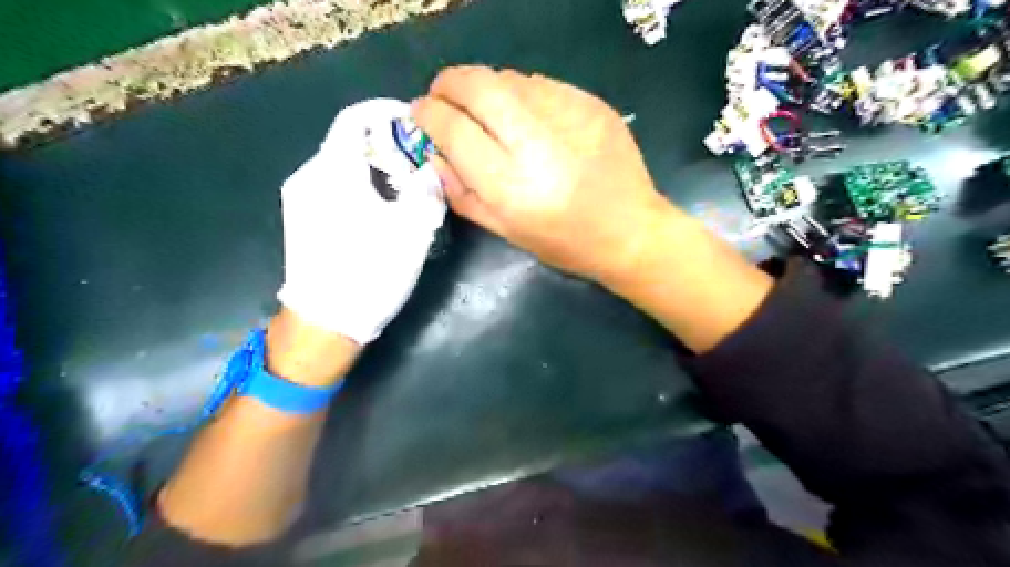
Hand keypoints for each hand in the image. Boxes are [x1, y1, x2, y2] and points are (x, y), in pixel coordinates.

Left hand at [277, 100, 445, 343]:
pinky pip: (331, 185)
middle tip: (417, 163)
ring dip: (372, 166)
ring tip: (403, 188)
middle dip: (385, 144)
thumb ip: (425, 190)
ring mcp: (299, 198)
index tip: (413, 121)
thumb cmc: (370, 273)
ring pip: (340, 164)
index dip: (385, 112)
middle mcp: (309, 176)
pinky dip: (357, 183)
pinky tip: (378, 209)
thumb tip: (431, 169)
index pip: (355, 117)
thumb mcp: (412, 230)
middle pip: (347, 141)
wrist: (324, 323)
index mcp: (334, 171)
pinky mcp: (299, 218)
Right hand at [410, 66, 678, 284]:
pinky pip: (540, 84)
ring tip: (485, 110)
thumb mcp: (506, 231)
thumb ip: (462, 193)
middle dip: (448, 84)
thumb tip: (433, 155)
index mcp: (510, 184)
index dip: (427, 115)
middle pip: (476, 85)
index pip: (453, 129)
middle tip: (443, 98)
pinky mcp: (591, 103)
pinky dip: (520, 93)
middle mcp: (535, 142)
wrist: (631, 231)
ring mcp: (567, 115)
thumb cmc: (565, 243)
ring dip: (484, 88)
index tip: (419, 113)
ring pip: (507, 77)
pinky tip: (525, 116)